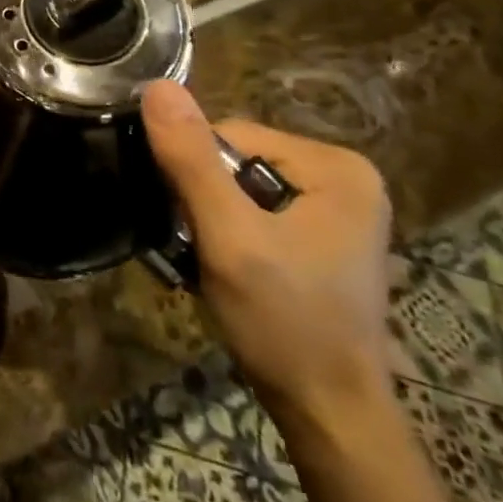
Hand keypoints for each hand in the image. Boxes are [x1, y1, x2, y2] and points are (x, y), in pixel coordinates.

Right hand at [141, 81, 392, 425]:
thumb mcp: (229, 237)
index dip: (196, 174)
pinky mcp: (324, 237)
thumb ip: (192, 160)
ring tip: (213, 263)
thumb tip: (157, 85)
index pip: (232, 135)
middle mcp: (346, 177)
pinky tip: (232, 270)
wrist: (330, 416)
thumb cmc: (285, 323)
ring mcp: (338, 209)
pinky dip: (233, 234)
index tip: (192, 225)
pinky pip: (258, 211)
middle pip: (239, 160)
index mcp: (337, 166)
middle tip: (205, 250)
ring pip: (242, 188)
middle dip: (207, 200)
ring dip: (215, 220)